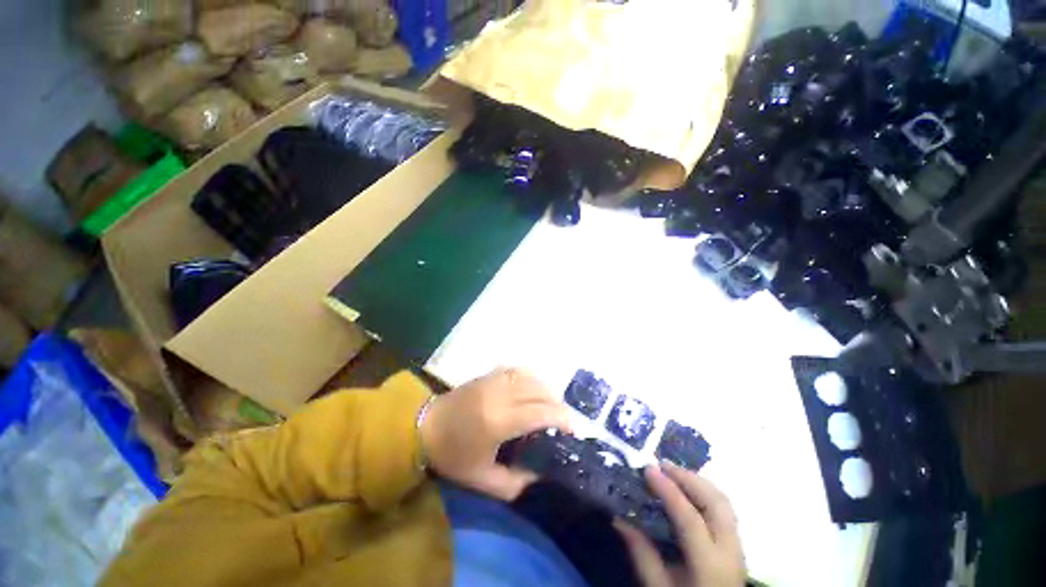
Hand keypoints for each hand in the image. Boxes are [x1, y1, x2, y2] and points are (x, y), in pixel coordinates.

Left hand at [420, 368, 571, 500]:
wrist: (425, 427)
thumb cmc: (453, 455)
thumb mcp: (481, 480)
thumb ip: (514, 484)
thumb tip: (538, 475)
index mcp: (498, 420)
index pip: (540, 411)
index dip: (561, 418)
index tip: (573, 429)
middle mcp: (500, 394)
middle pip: (540, 390)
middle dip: (558, 404)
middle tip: (564, 420)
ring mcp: (494, 379)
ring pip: (531, 376)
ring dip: (546, 388)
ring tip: (551, 404)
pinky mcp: (489, 373)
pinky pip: (517, 370)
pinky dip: (531, 377)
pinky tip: (533, 389)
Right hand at [616, 463, 744, 586]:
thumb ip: (641, 552)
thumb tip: (618, 517)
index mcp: (709, 565)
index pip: (690, 518)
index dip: (668, 490)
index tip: (648, 469)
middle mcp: (730, 551)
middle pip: (715, 503)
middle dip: (688, 478)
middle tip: (662, 465)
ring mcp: (738, 547)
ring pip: (724, 502)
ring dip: (698, 482)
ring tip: (673, 473)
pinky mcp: (737, 545)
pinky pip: (725, 509)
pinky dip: (706, 492)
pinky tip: (689, 490)